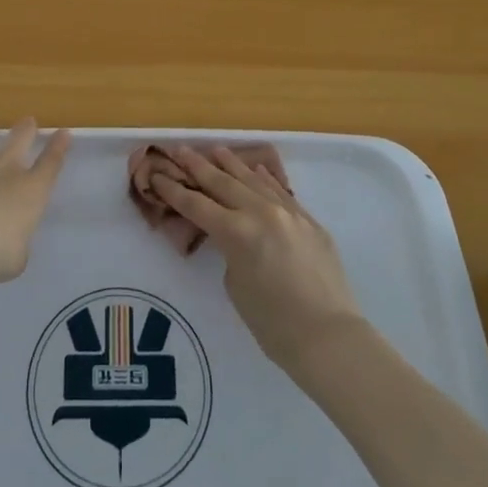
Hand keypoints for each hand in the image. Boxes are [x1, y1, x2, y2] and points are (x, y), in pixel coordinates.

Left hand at [0, 119, 71, 284]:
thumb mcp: (16, 259)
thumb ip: (17, 246)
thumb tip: (10, 245)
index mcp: (30, 190)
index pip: (51, 163)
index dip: (59, 147)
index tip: (64, 132)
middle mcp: (3, 171)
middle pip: (19, 139)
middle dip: (26, 128)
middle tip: (29, 120)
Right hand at [149, 145, 365, 371]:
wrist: (330, 336)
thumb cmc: (273, 323)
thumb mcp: (236, 285)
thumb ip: (230, 251)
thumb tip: (236, 237)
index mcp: (236, 232)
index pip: (196, 205)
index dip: (173, 191)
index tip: (157, 175)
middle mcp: (261, 213)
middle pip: (223, 183)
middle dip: (198, 166)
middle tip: (180, 150)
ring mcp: (289, 213)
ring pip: (254, 180)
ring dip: (232, 164)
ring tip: (216, 150)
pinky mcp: (310, 221)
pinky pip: (281, 191)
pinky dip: (265, 179)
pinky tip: (256, 169)